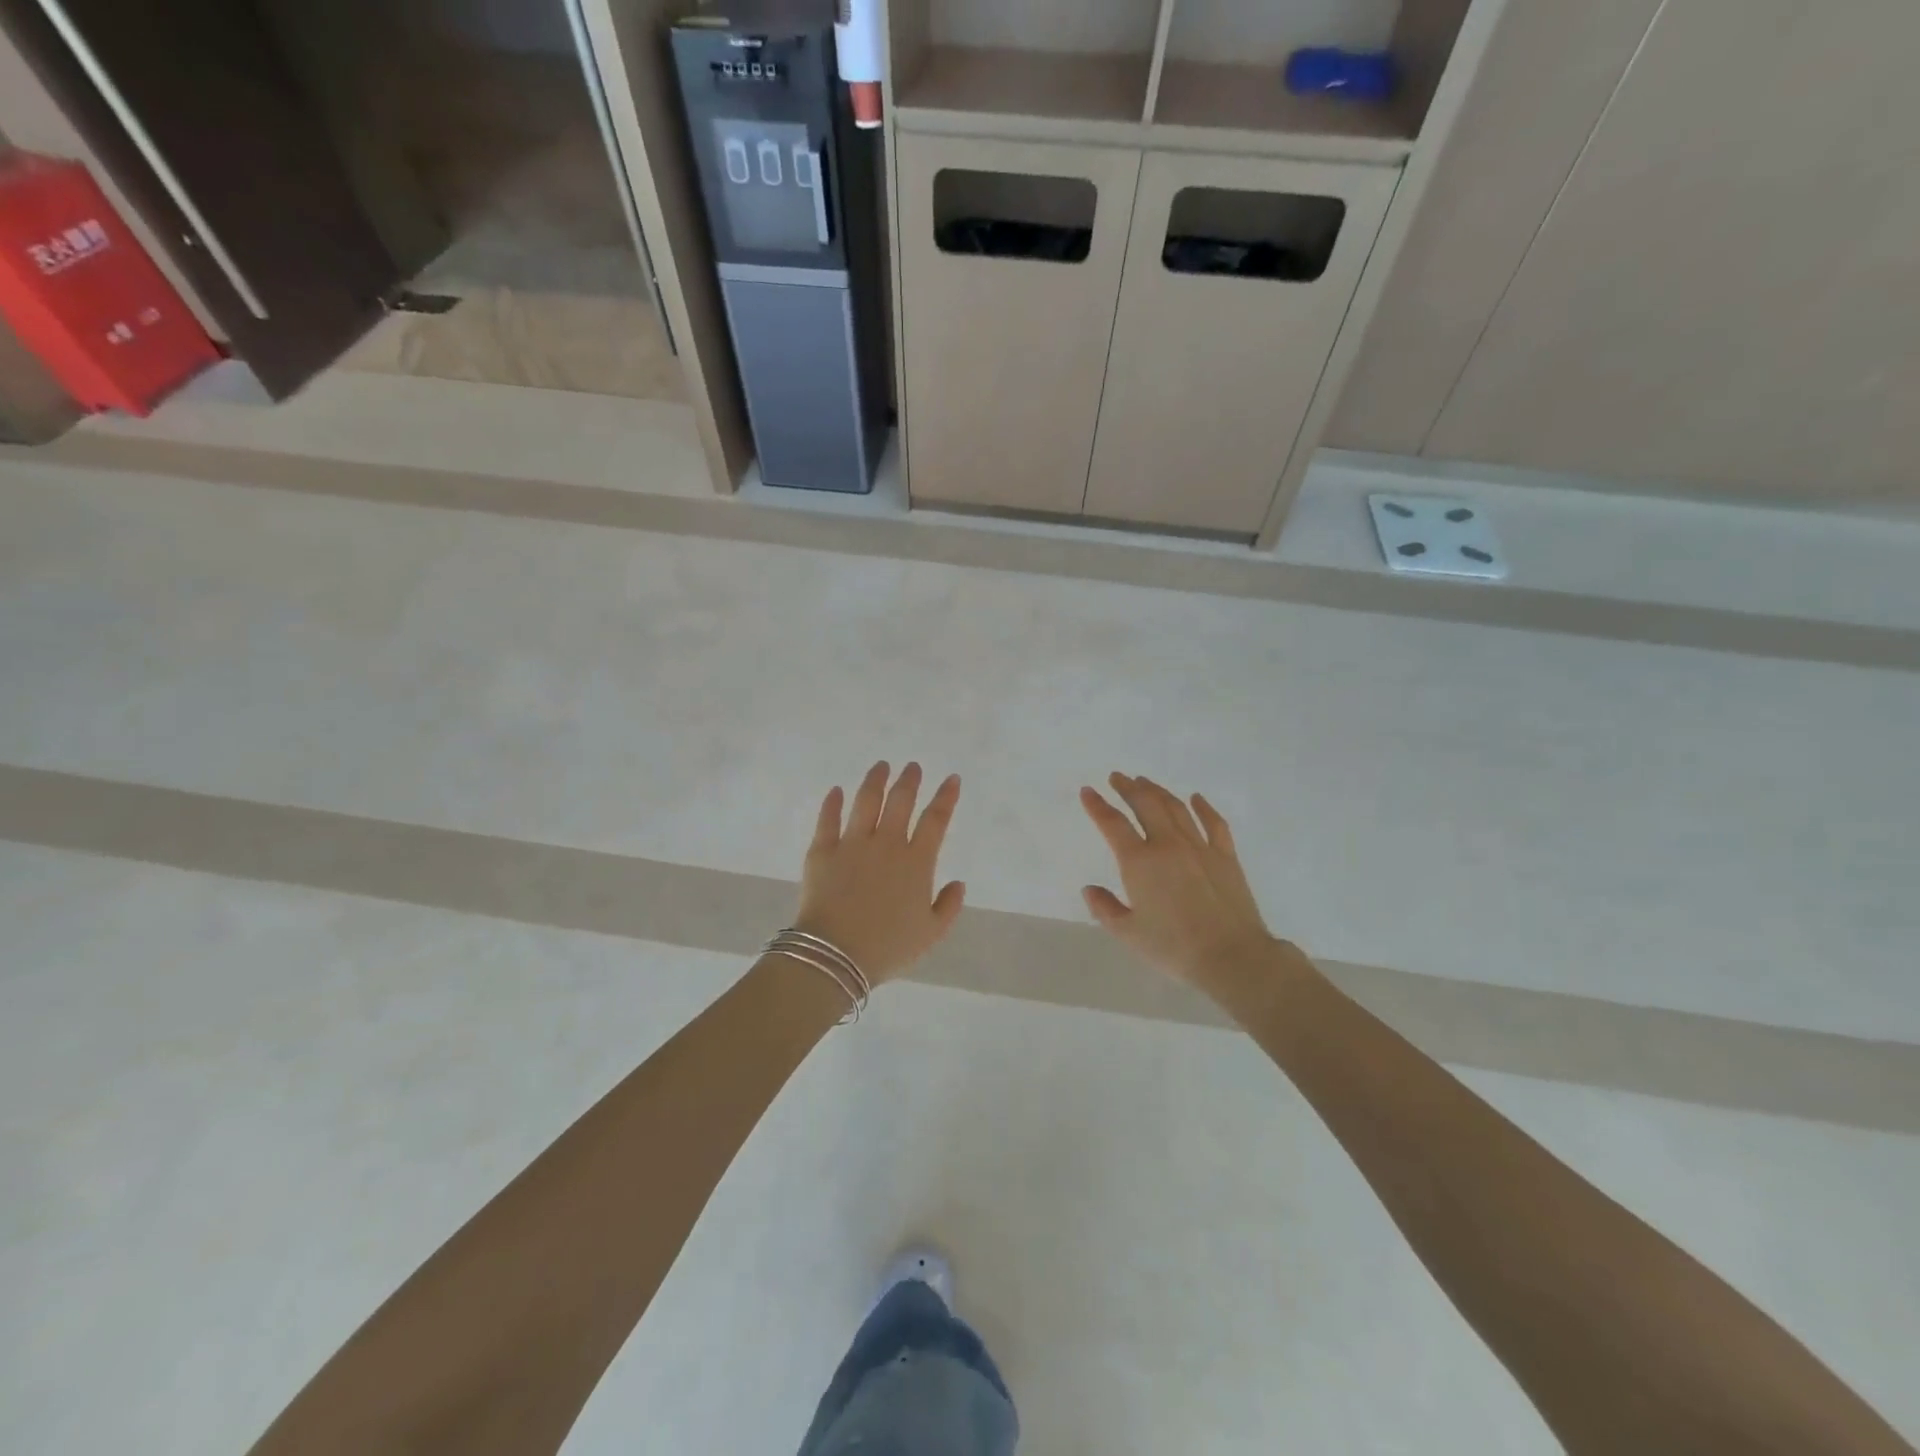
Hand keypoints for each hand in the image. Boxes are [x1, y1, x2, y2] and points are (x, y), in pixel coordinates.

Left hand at [795, 762, 965, 985]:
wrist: (836, 954)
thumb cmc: (888, 947)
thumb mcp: (930, 934)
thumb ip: (948, 906)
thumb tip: (958, 884)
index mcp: (917, 862)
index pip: (936, 820)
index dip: (946, 797)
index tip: (951, 779)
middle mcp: (887, 844)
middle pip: (900, 801)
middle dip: (909, 780)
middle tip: (912, 767)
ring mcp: (852, 844)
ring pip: (866, 801)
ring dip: (875, 781)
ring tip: (881, 766)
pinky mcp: (822, 851)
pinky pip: (828, 820)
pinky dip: (833, 803)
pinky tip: (836, 791)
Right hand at [1079, 773, 1280, 993]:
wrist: (1231, 956)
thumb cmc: (1174, 947)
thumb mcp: (1129, 933)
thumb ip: (1105, 909)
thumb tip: (1090, 889)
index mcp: (1139, 862)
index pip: (1113, 824)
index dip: (1097, 805)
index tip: (1088, 791)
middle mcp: (1168, 845)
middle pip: (1145, 805)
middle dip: (1128, 788)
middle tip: (1118, 777)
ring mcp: (1199, 847)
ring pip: (1176, 808)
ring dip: (1158, 791)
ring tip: (1145, 782)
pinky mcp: (1225, 856)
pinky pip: (1213, 823)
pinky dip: (1203, 807)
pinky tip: (1196, 798)